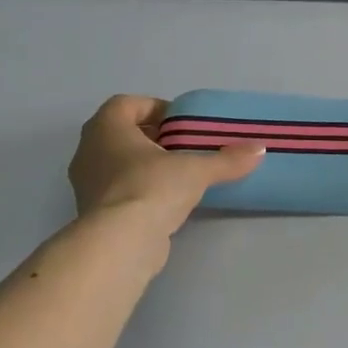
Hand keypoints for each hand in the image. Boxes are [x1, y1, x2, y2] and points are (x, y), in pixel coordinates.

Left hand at [69, 95, 263, 238]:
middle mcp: (89, 150)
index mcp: (106, 127)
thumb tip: (260, 150)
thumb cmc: (151, 188)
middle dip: (153, 137)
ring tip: (180, 174)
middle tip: (184, 146)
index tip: (181, 122)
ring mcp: (87, 183)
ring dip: (146, 164)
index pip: (127, 104)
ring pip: (118, 163)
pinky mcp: (94, 212)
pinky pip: (118, 189)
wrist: (120, 243)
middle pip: (122, 133)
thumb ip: (227, 160)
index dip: (155, 108)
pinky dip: (140, 189)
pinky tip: (166, 201)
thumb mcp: (196, 170)